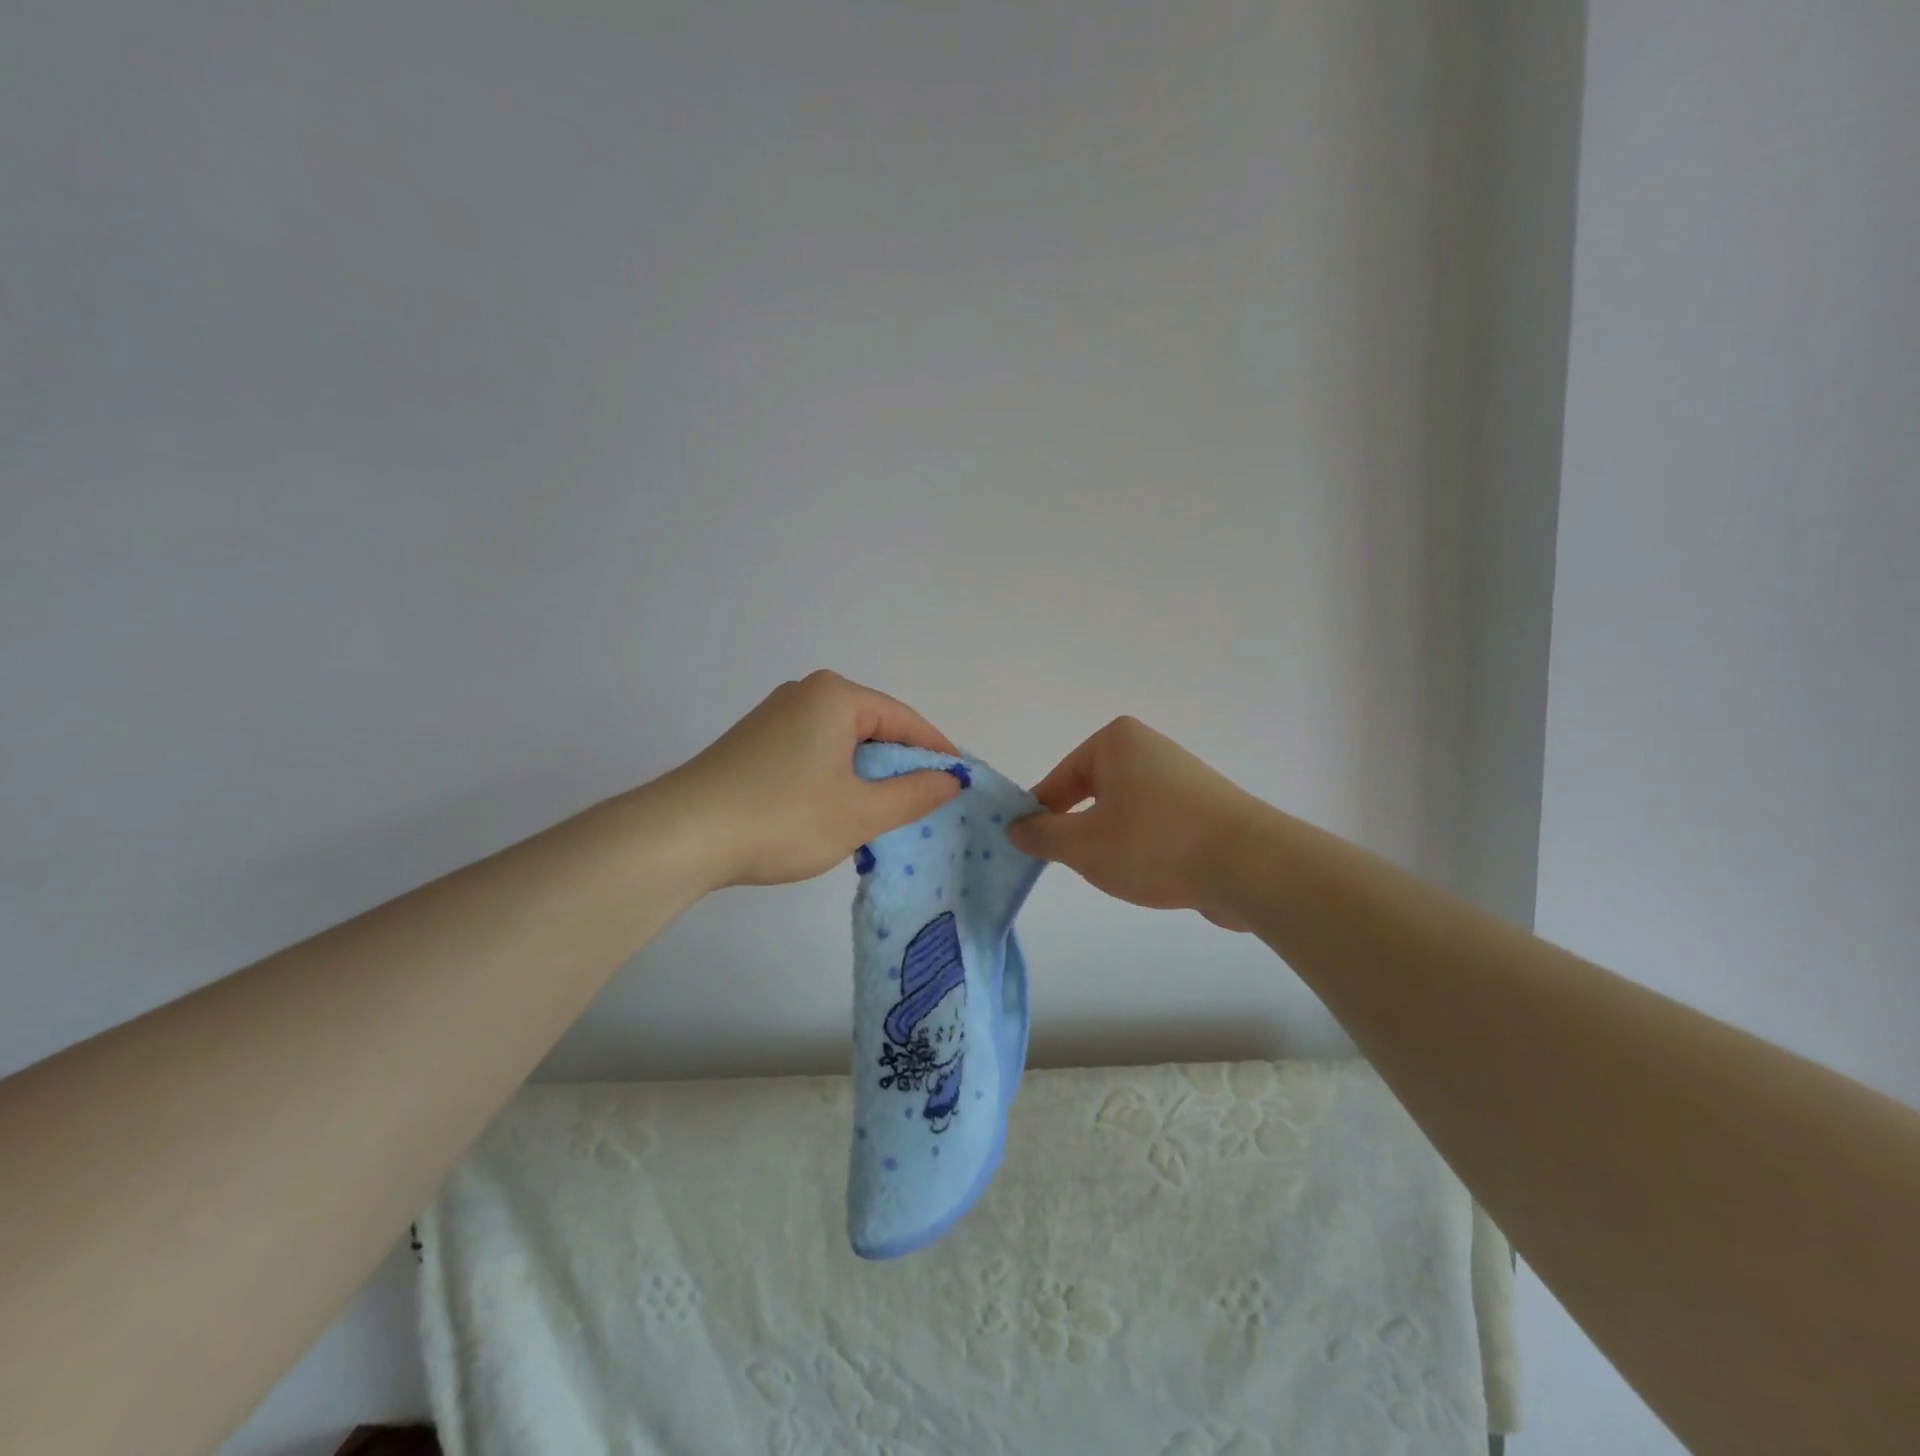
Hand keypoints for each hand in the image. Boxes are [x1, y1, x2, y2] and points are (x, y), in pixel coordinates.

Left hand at [668, 671, 963, 887]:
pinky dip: (836, 779)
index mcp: (835, 696)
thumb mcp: (860, 812)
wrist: (682, 835)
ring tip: (884, 814)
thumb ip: (914, 794)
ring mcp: (775, 717)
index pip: (904, 719)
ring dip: (867, 776)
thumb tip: (950, 779)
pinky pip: (815, 753)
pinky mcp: (755, 743)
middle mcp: (805, 694)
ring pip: (843, 743)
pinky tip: (837, 811)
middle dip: (900, 766)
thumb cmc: (783, 817)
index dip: (936, 751)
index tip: (960, 781)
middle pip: (873, 727)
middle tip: (925, 804)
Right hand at [1007, 716, 1259, 929]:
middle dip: (1079, 831)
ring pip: (1122, 813)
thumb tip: (1016, 828)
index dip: (1039, 815)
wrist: (1249, 865)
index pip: (1058, 779)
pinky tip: (1151, 875)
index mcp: (1116, 742)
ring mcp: (1180, 778)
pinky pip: (1154, 825)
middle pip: (1090, 794)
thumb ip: (1042, 836)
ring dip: (1111, 843)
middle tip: (1074, 865)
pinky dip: (1143, 848)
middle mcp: (1148, 749)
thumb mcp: (1083, 844)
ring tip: (1118, 873)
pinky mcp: (1203, 808)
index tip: (1029, 848)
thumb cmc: (1154, 842)